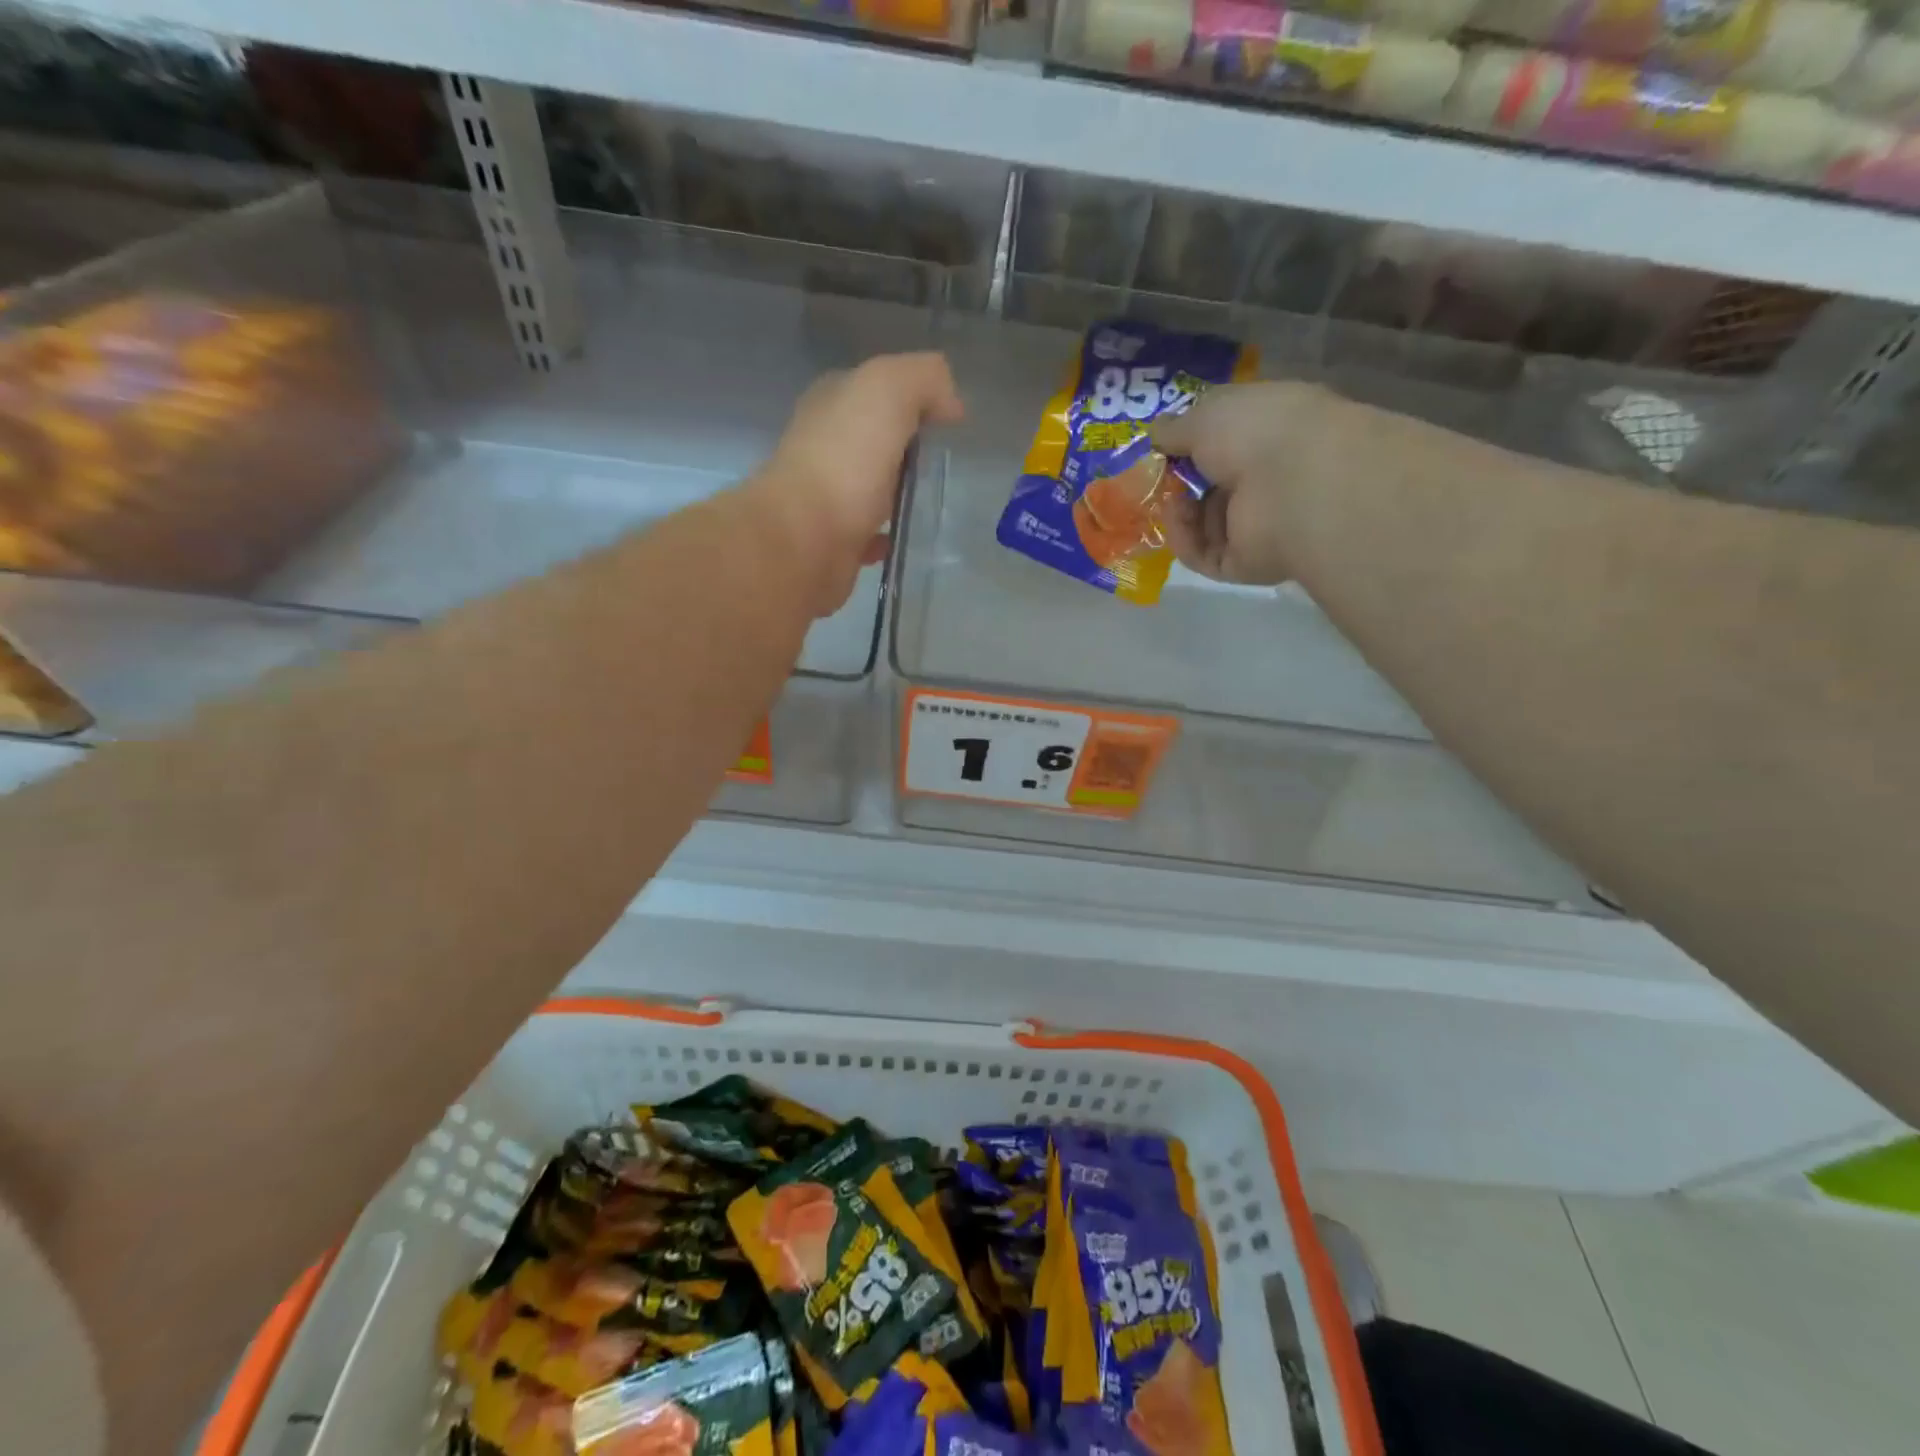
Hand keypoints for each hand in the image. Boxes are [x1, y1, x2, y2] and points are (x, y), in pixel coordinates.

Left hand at [749, 352, 963, 612]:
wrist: (805, 538)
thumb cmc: (845, 458)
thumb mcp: (888, 390)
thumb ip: (924, 378)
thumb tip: (951, 404)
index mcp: (831, 402)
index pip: (877, 389)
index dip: (914, 398)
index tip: (948, 422)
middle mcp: (824, 444)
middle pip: (876, 438)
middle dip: (907, 447)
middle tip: (944, 462)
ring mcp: (826, 495)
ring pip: (872, 486)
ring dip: (897, 491)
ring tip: (931, 499)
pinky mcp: (833, 540)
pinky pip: (869, 533)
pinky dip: (886, 533)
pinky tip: (905, 535)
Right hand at [1148, 381, 1340, 585]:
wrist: (1294, 485)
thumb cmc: (1257, 432)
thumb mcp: (1205, 414)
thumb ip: (1175, 427)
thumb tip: (1156, 433)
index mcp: (1271, 432)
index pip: (1227, 445)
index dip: (1192, 445)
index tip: (1163, 447)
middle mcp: (1269, 478)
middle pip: (1211, 488)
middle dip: (1179, 484)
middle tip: (1156, 479)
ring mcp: (1259, 524)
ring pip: (1204, 524)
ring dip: (1179, 513)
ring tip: (1171, 501)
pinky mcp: (1245, 563)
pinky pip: (1204, 555)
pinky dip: (1185, 540)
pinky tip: (1178, 523)